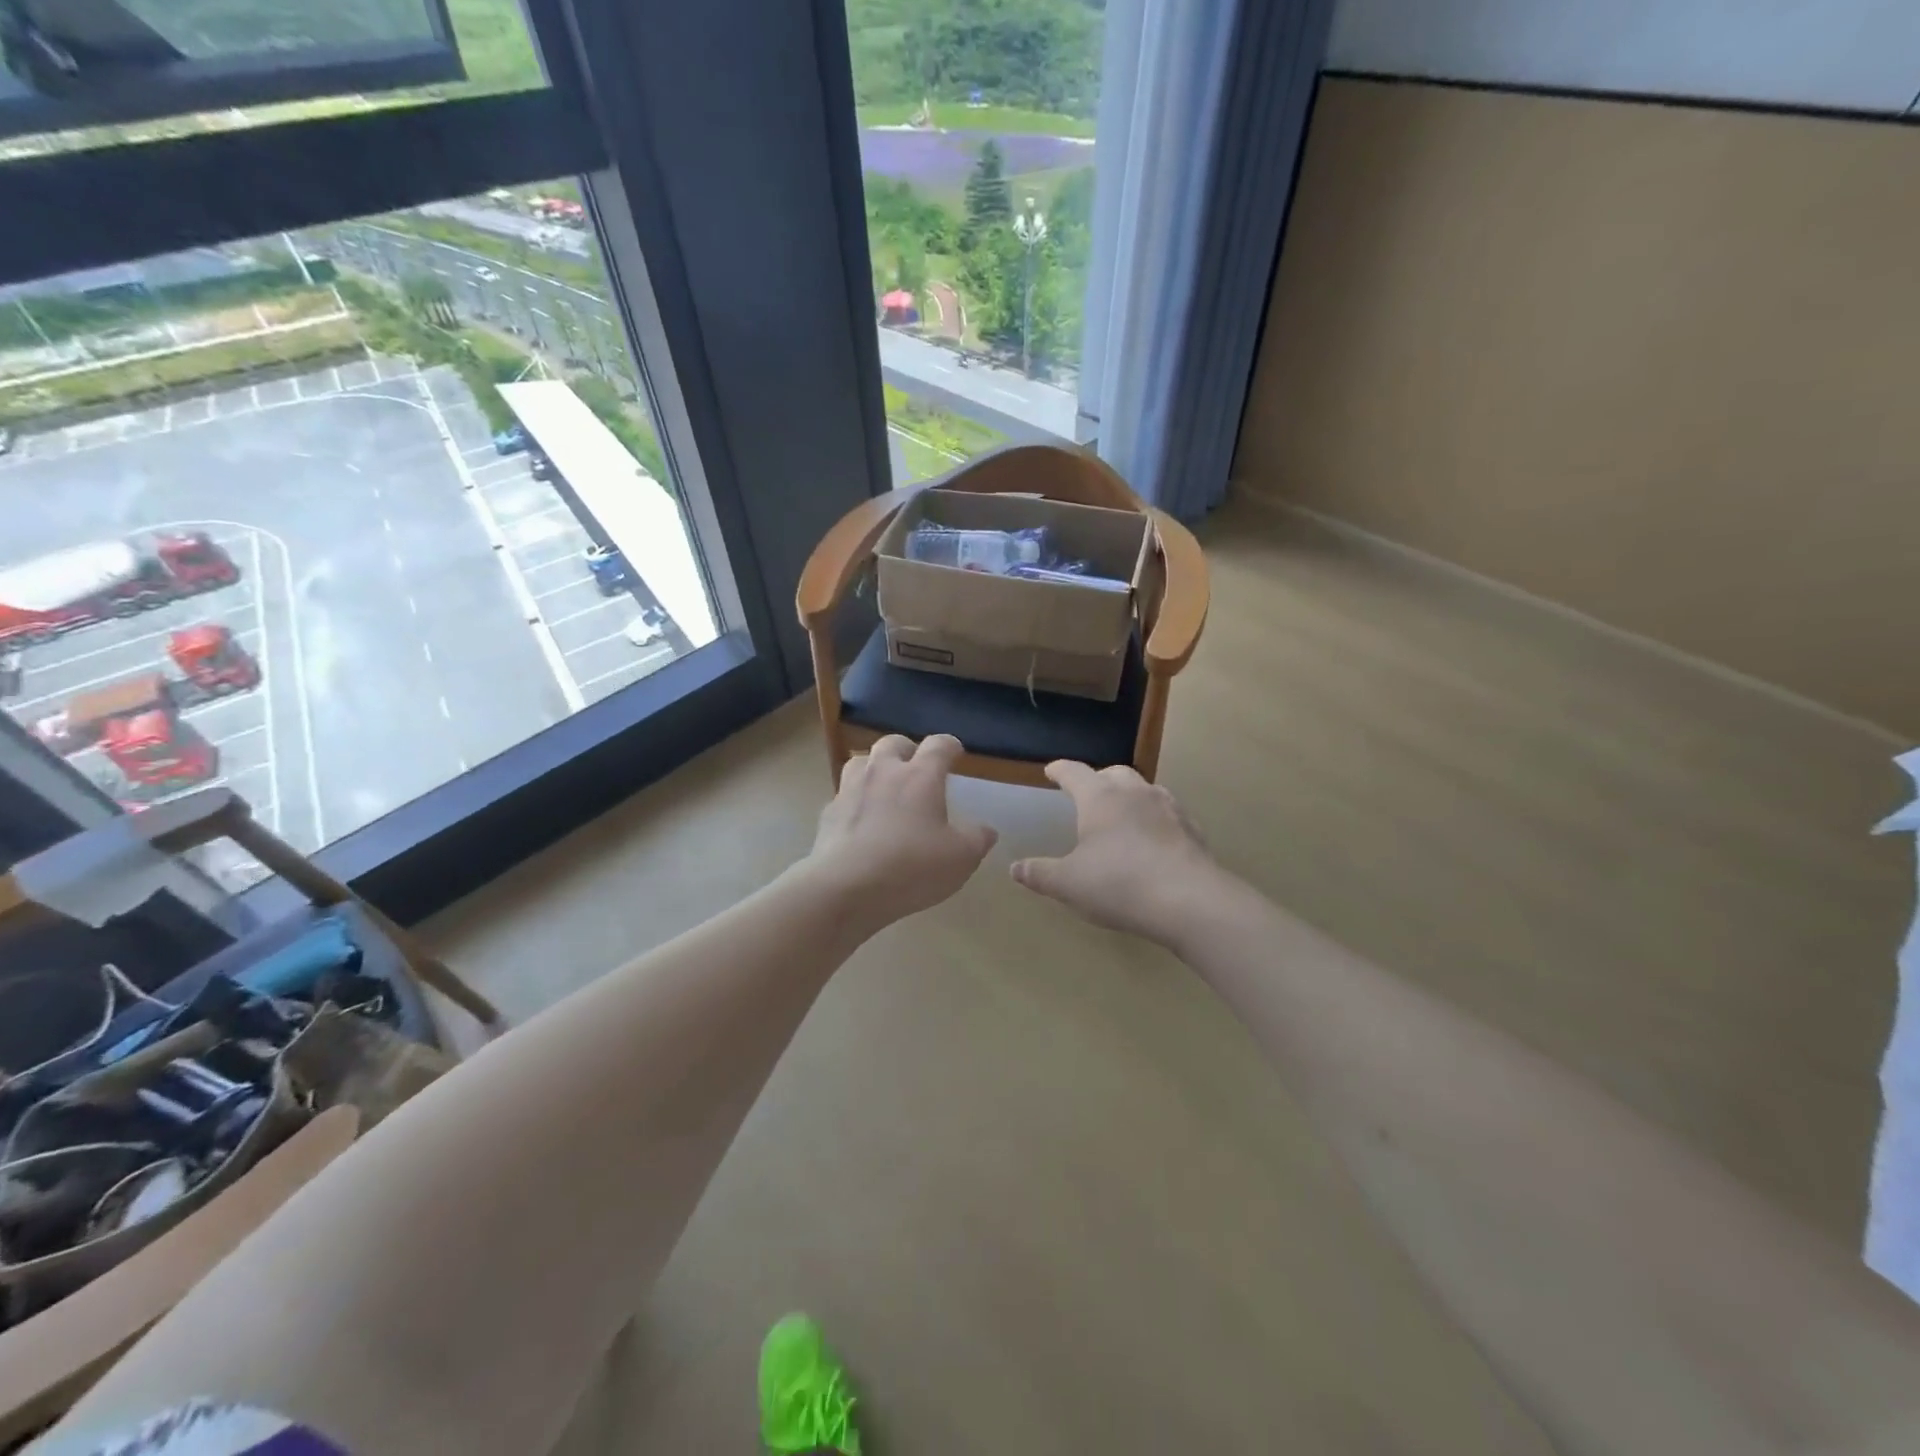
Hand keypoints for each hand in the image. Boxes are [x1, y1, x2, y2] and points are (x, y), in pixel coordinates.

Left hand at [805, 735, 997, 928]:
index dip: (950, 746)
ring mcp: (850, 790)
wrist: (844, 888)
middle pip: (893, 743)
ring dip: (875, 768)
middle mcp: (883, 772)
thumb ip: (977, 839)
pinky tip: (861, 821)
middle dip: (907, 749)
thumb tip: (986, 830)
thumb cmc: (911, 867)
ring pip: (862, 762)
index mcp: (920, 776)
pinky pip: (844, 796)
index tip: (955, 752)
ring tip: (885, 787)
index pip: (938, 745)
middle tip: (916, 766)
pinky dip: (855, 801)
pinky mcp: (828, 813)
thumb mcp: (960, 858)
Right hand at [1010, 762, 1222, 942]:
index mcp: (1100, 798)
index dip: (1061, 770)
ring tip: (1122, 814)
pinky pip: (1169, 814)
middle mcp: (1135, 793)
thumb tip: (1015, 868)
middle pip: (1114, 773)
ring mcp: (1169, 808)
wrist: (1189, 901)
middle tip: (1088, 793)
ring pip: (1145, 790)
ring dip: (1130, 796)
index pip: (1075, 773)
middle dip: (1098, 778)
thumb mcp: (1068, 883)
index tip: (1052, 771)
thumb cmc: (1118, 884)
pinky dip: (1155, 819)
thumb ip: (1040, 874)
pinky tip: (1154, 839)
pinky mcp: (1192, 829)